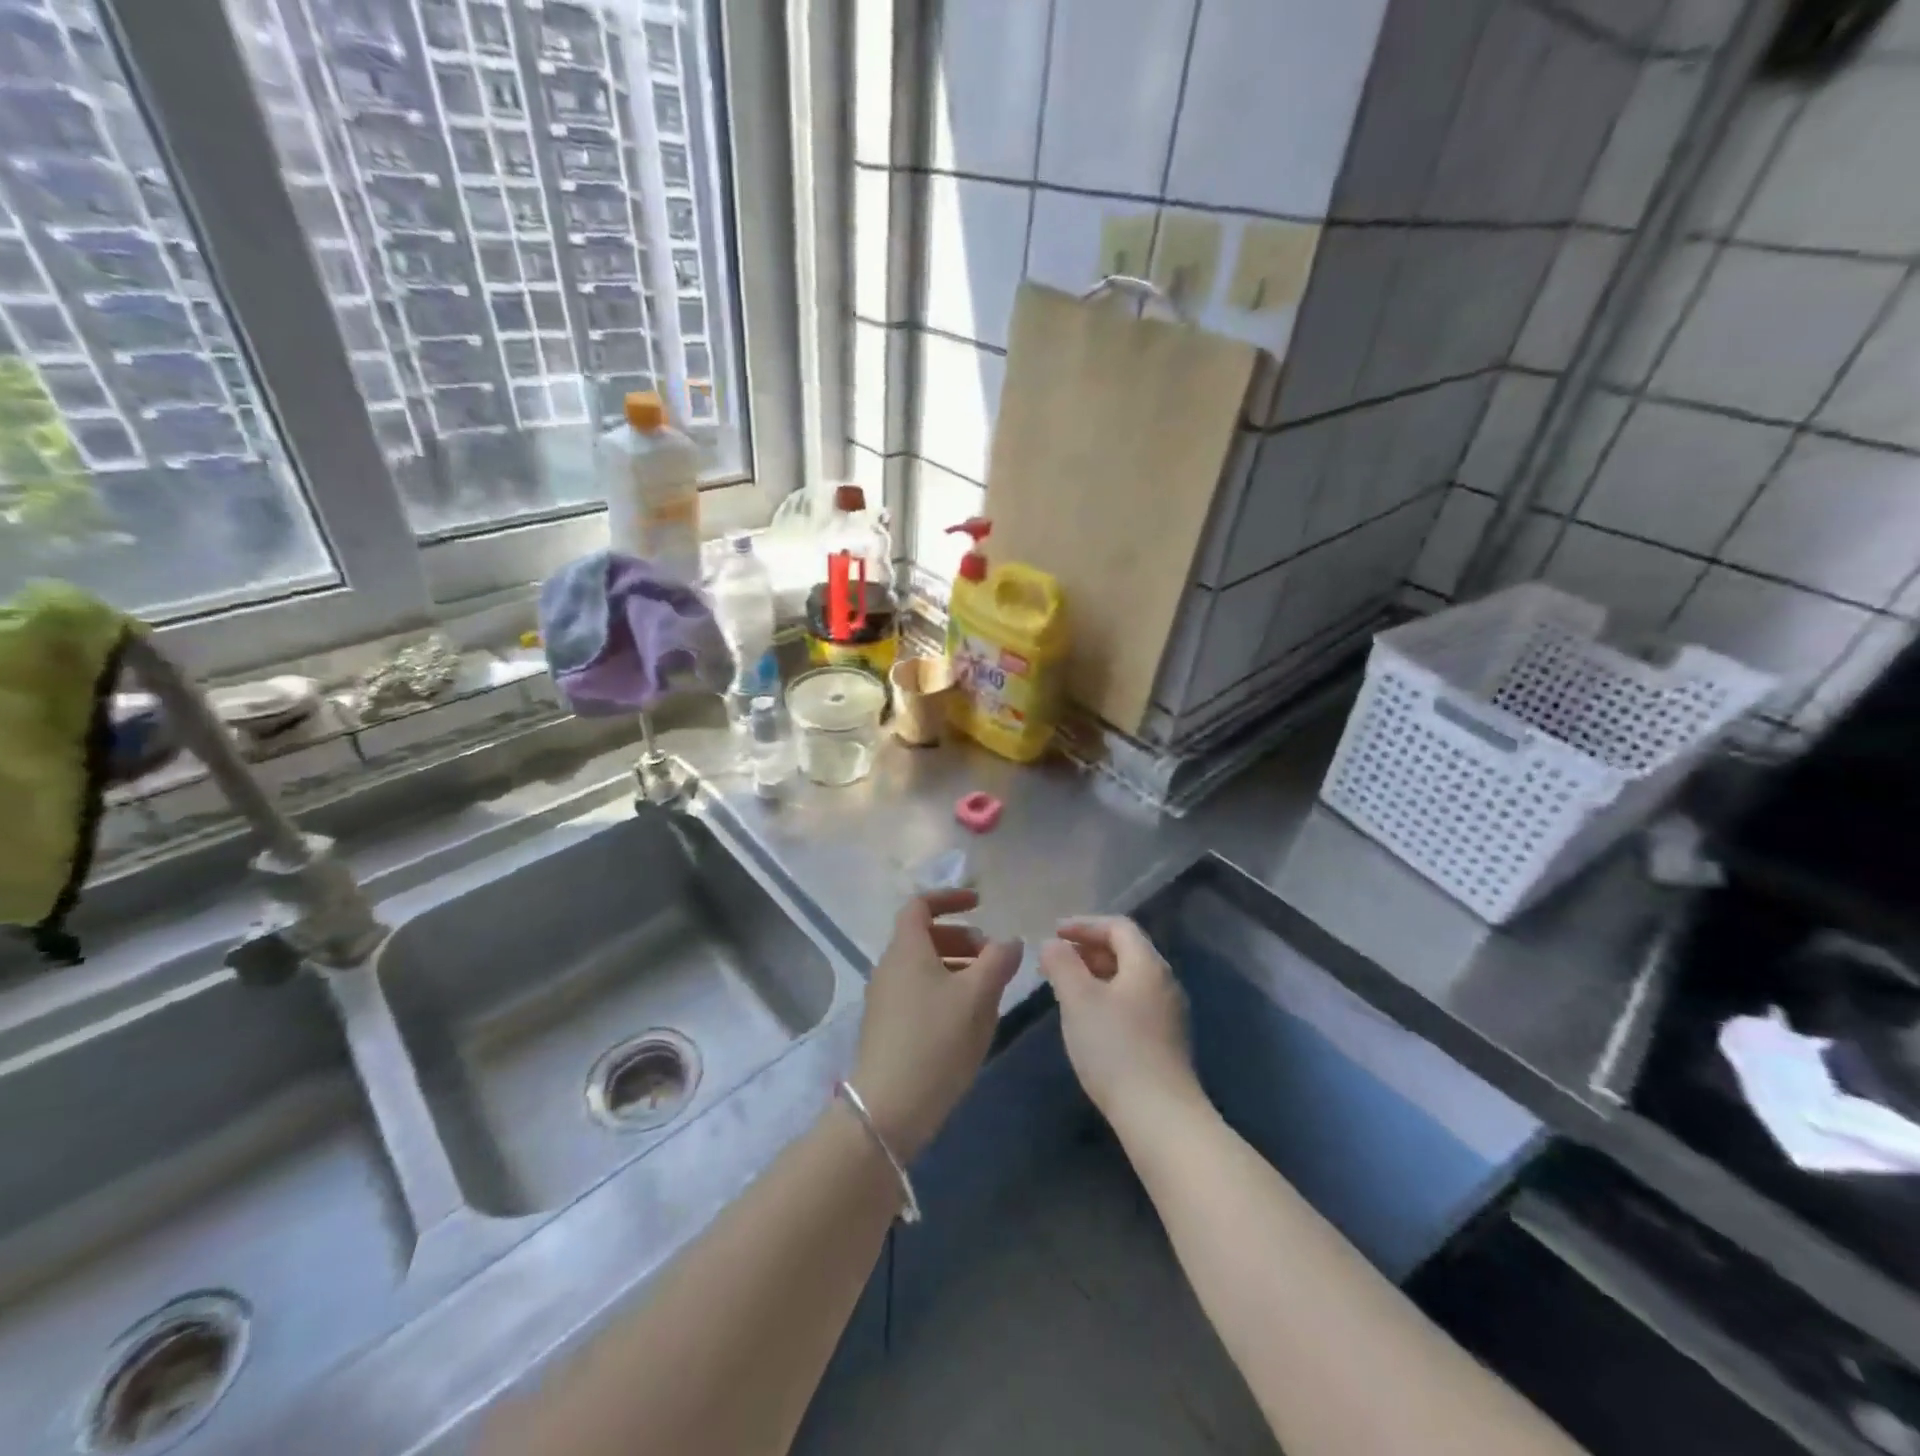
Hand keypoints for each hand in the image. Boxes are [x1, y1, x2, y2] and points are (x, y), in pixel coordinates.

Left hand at [852, 889, 1021, 1162]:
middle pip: (924, 936)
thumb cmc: (936, 1041)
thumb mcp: (978, 997)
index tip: (980, 903)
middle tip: (991, 956)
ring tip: (987, 988)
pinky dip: (943, 989)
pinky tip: (967, 1017)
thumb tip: (1010, 941)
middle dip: (961, 937)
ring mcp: (884, 998)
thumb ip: (998, 961)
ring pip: (922, 966)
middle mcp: (889, 966)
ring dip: (955, 965)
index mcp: (906, 949)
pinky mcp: (886, 1026)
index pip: (920, 905)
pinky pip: (917, 991)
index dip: (950, 898)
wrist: (889, 1108)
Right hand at [1039, 916, 1200, 1131]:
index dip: (1084, 924)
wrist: (1160, 1117)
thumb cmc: (1115, 1048)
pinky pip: (1134, 1001)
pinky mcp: (1167, 1040)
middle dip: (1088, 948)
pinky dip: (1108, 996)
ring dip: (1097, 973)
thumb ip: (1062, 964)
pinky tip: (1089, 1018)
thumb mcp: (1078, 999)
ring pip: (1129, 978)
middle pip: (1126, 950)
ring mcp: (1170, 1013)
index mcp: (1148, 964)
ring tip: (1066, 987)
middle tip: (1056, 959)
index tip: (1054, 933)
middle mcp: (1165, 982)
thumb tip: (1053, 944)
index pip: (1118, 926)